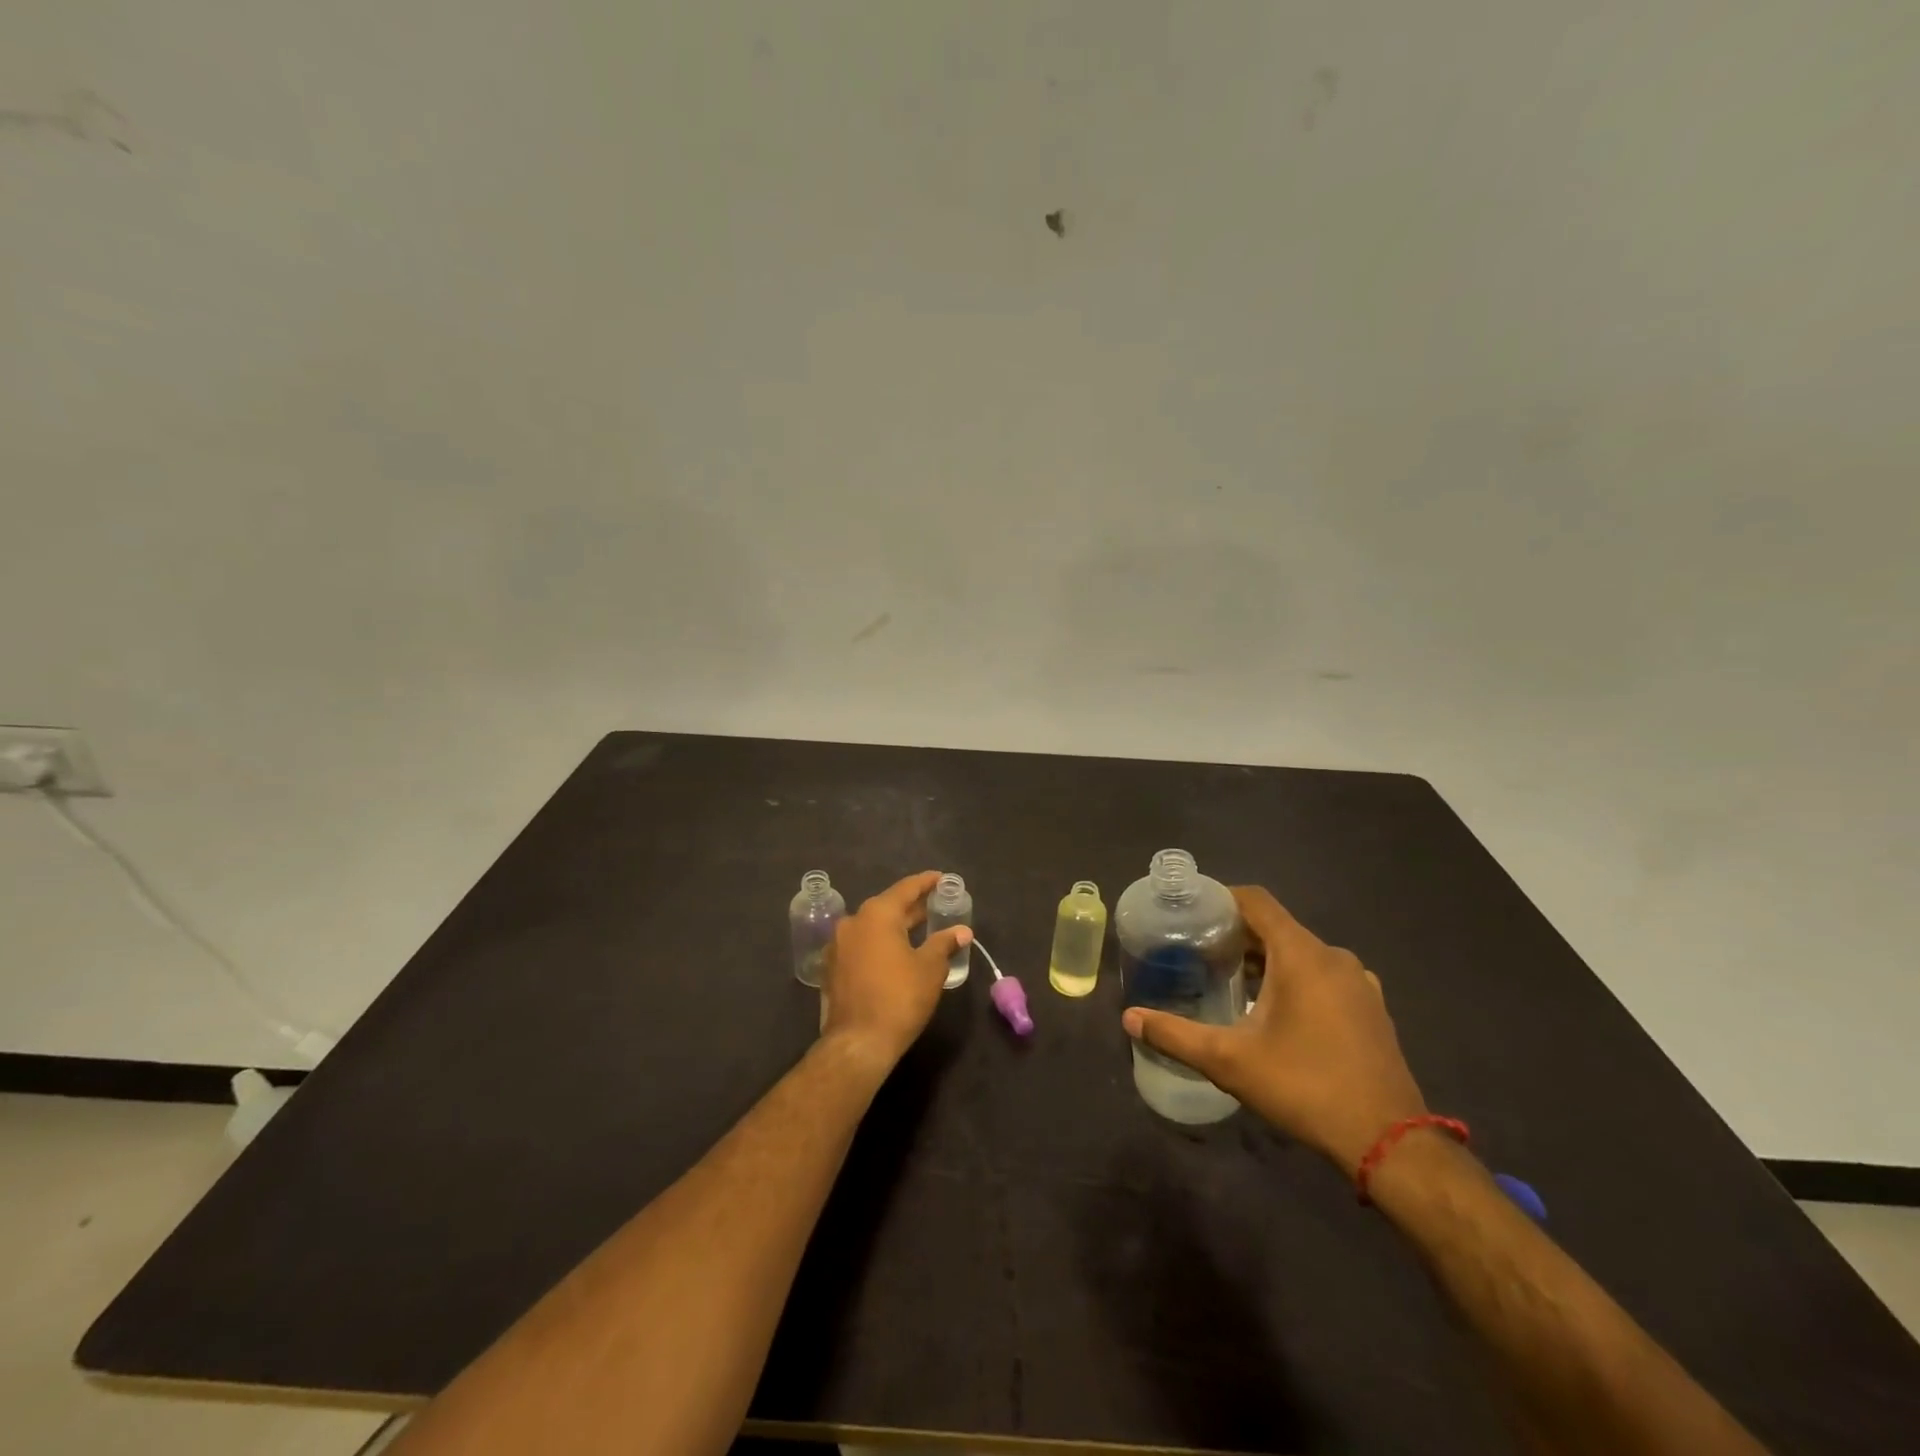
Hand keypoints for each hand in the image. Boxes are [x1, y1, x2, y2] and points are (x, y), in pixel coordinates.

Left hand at [820, 871, 971, 1074]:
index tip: (941, 878)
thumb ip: (944, 943)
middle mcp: (853, 921)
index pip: (906, 888)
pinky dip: (880, 942)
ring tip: (920, 929)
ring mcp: (838, 944)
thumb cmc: (899, 998)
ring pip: (873, 926)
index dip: (926, 882)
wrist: (858, 1042)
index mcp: (877, 914)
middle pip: (887, 905)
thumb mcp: (930, 968)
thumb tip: (961, 931)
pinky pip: (862, 944)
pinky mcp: (833, 967)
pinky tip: (896, 953)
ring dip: (895, 925)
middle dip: (912, 906)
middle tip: (935, 905)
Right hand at [1121, 886, 1426, 1174]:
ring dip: (1266, 959)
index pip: (1256, 901)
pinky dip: (1295, 979)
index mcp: (1301, 955)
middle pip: (1277, 927)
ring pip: (1302, 953)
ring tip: (1231, 980)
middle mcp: (1333, 957)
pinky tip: (1276, 1011)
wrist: (1389, 1141)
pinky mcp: (1372, 1008)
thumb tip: (1128, 1018)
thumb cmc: (1304, 1087)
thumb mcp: (1229, 1061)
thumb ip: (1175, 1034)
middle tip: (1200, 952)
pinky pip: (1324, 976)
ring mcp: (1359, 983)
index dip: (1221, 897)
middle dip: (1237, 934)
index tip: (1191, 912)